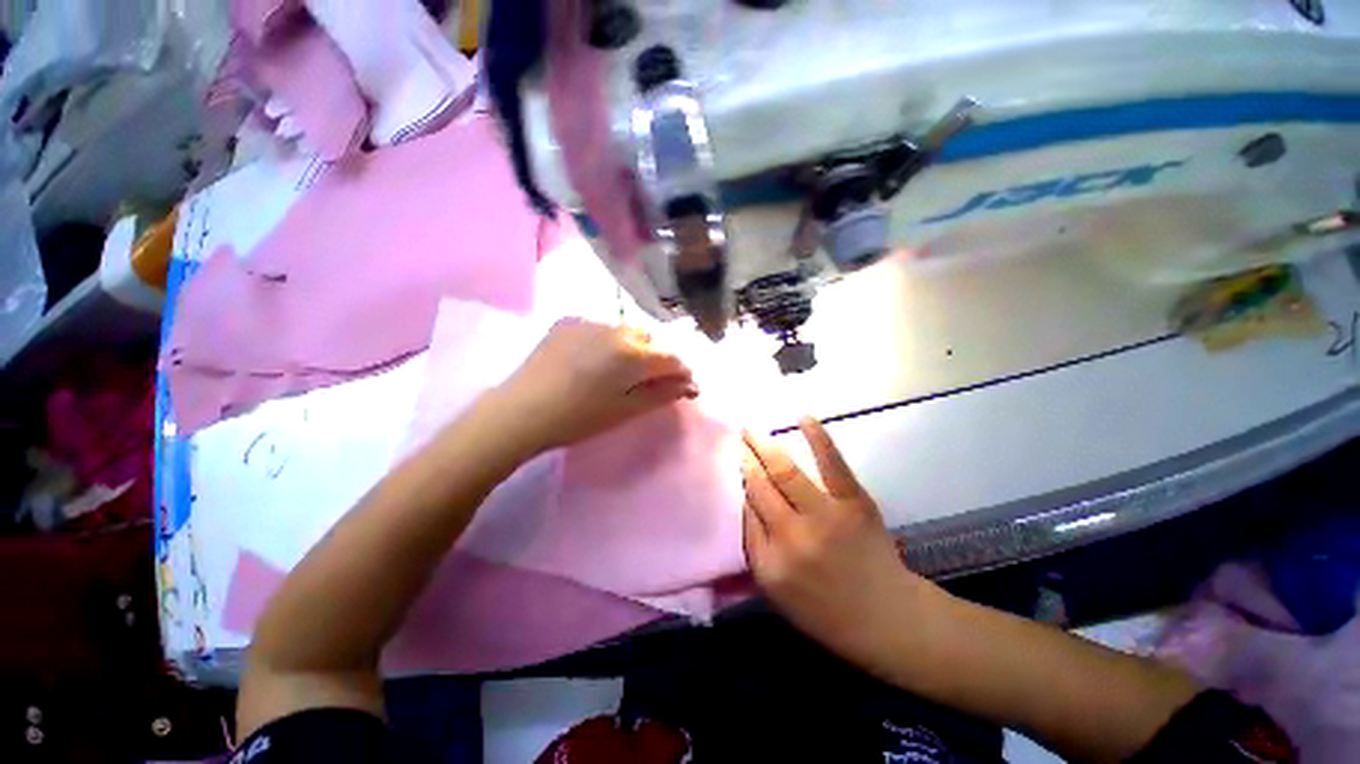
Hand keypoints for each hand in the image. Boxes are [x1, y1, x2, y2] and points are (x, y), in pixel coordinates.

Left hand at [498, 319, 697, 453]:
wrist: (520, 411)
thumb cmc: (579, 418)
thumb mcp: (626, 411)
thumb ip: (662, 394)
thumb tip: (689, 384)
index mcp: (634, 354)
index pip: (672, 358)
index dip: (682, 372)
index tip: (683, 386)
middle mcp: (617, 329)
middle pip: (650, 340)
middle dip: (656, 358)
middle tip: (646, 381)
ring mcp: (590, 320)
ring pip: (625, 330)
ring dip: (631, 347)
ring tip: (617, 370)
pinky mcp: (568, 320)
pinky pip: (600, 327)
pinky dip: (606, 341)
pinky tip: (591, 359)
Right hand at [742, 419, 934, 663]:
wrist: (888, 619)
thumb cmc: (826, 611)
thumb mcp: (777, 592)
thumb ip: (756, 547)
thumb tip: (745, 501)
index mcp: (769, 563)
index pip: (745, 512)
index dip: (738, 484)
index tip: (732, 465)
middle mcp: (791, 537)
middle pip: (759, 488)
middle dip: (745, 459)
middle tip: (736, 440)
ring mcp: (824, 517)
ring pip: (785, 472)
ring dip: (765, 446)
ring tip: (751, 431)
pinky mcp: (854, 503)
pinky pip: (831, 464)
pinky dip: (818, 438)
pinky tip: (803, 418)